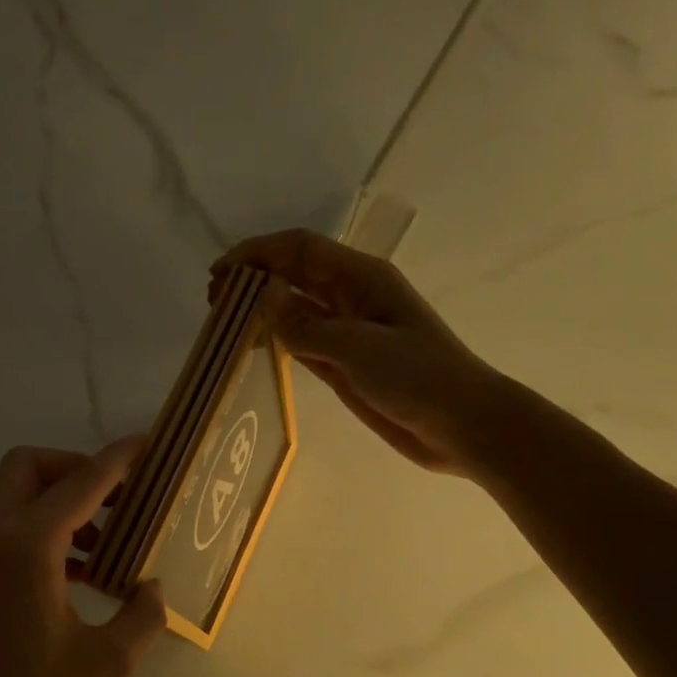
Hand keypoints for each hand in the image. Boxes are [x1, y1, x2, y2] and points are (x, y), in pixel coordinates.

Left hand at [0, 439, 166, 676]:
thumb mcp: (107, 665)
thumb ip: (142, 615)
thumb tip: (152, 588)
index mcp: (26, 547)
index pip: (81, 481)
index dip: (119, 459)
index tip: (149, 446)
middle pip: (29, 467)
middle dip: (76, 468)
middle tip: (119, 497)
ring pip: (13, 496)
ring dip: (59, 501)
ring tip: (107, 541)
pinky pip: (4, 529)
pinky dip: (41, 529)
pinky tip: (77, 573)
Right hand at [214, 228, 505, 478]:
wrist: (463, 425)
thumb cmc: (418, 377)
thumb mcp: (358, 347)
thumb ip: (306, 324)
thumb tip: (261, 298)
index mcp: (361, 278)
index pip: (300, 250)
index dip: (257, 253)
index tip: (220, 273)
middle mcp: (351, 297)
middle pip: (294, 275)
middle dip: (253, 280)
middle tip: (214, 301)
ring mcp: (348, 332)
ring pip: (295, 309)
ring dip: (261, 310)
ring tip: (223, 323)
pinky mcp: (345, 364)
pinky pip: (302, 342)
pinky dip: (277, 340)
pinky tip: (254, 347)